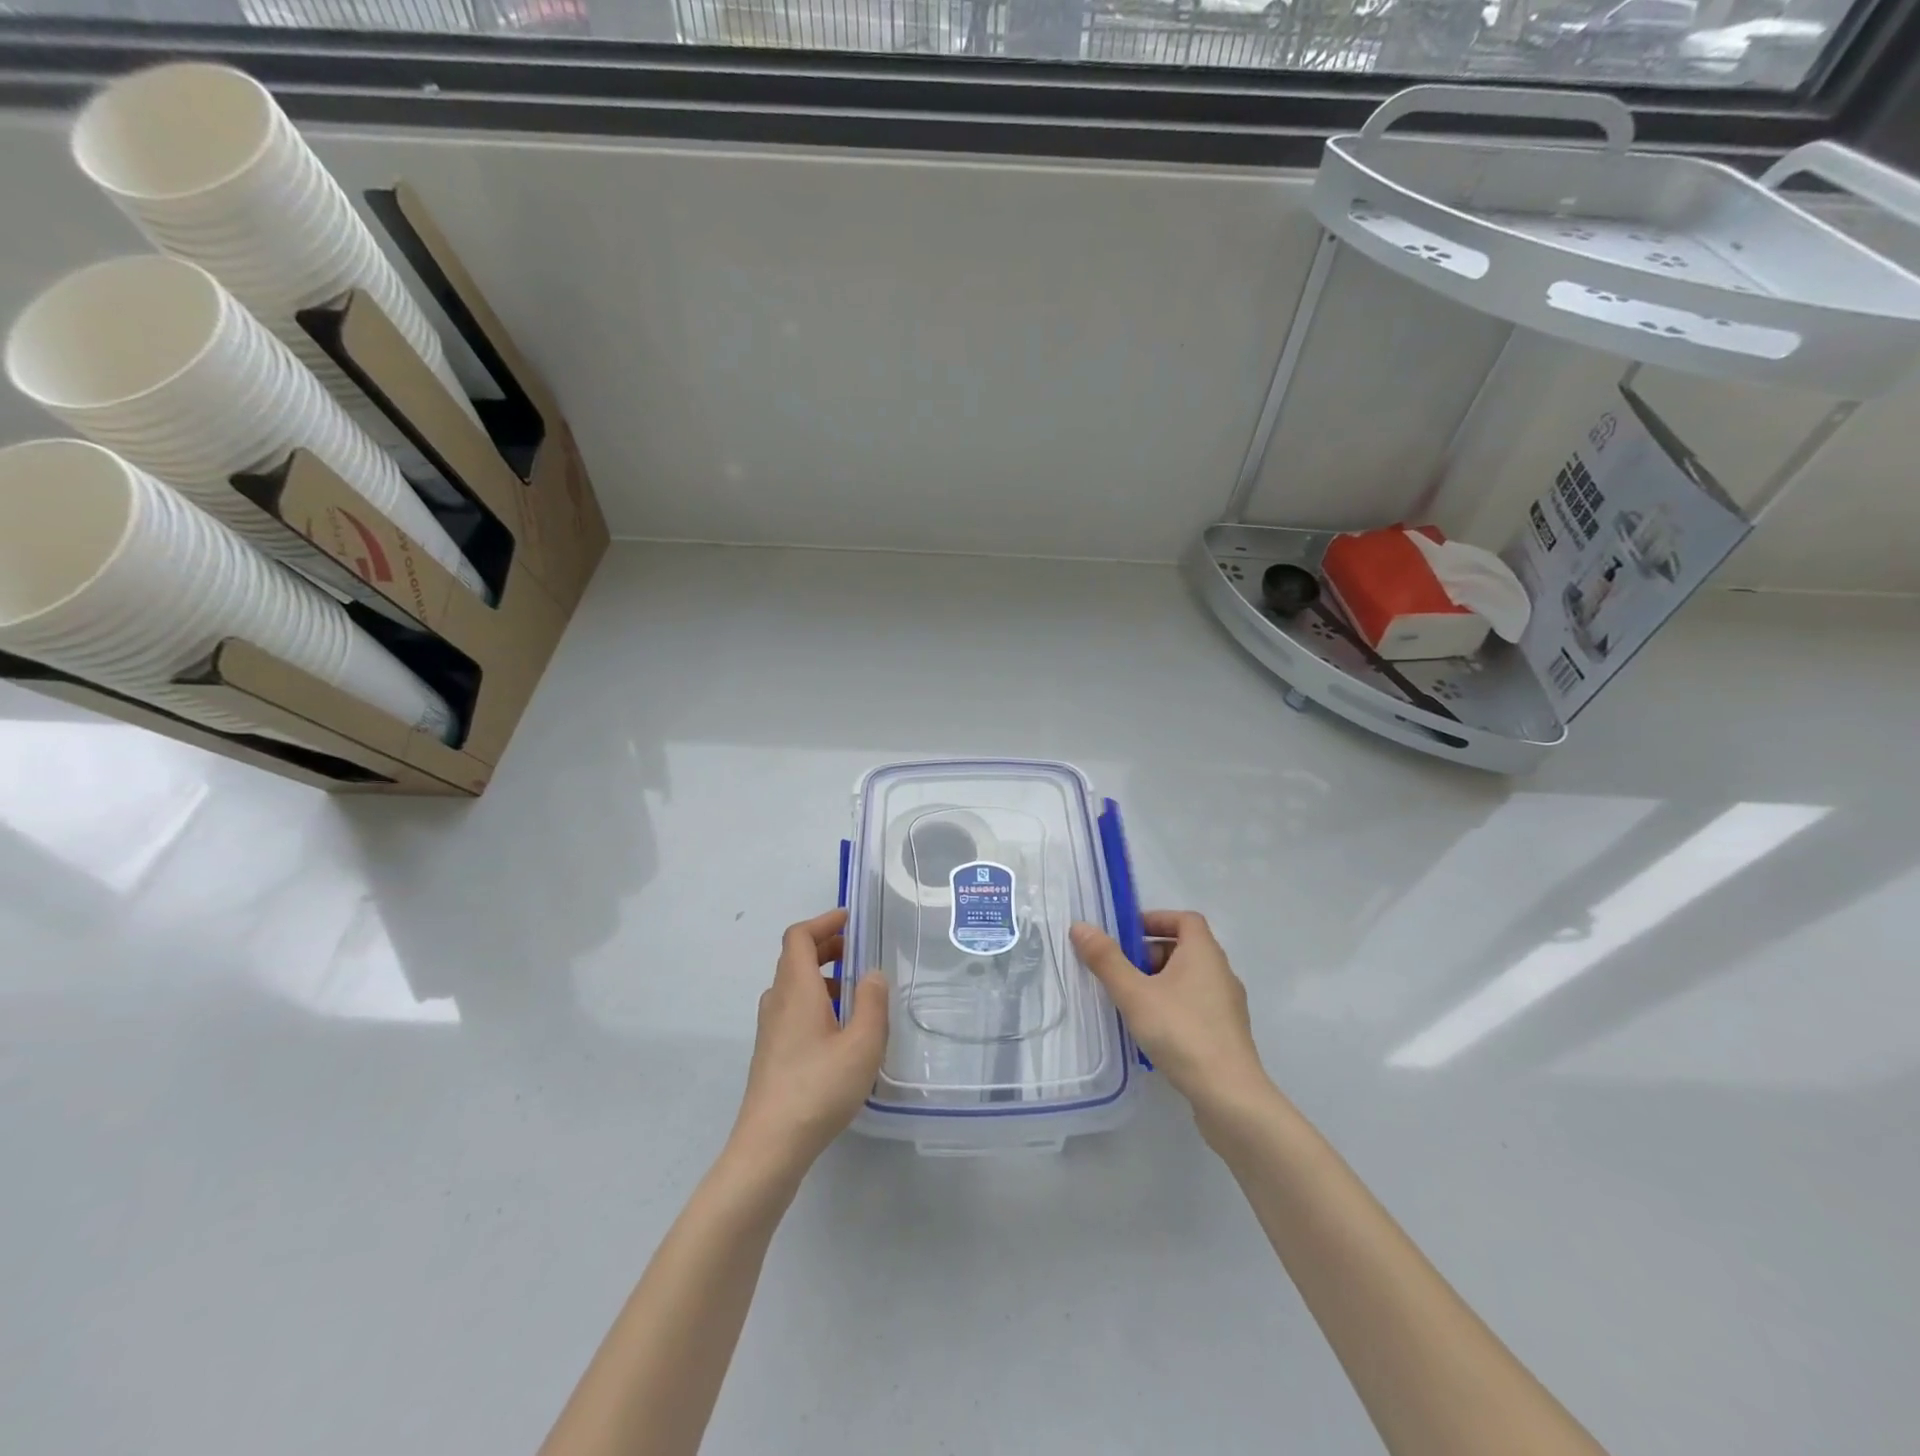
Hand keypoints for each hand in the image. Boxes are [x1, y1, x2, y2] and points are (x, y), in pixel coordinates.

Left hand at [727, 909, 888, 1185]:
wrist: (770, 1145)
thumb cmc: (819, 1087)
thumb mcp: (863, 1043)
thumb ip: (873, 1002)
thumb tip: (872, 973)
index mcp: (797, 989)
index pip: (798, 937)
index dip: (823, 922)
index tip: (850, 919)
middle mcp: (777, 1001)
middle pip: (795, 958)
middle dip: (826, 947)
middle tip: (858, 952)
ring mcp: (770, 1028)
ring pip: (793, 985)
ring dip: (821, 975)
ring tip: (854, 991)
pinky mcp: (770, 1052)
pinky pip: (792, 1008)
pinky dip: (814, 1000)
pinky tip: (838, 1029)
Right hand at [1070, 911, 1273, 1124]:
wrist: (1229, 1096)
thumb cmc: (1181, 1032)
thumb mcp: (1134, 994)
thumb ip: (1106, 960)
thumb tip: (1080, 926)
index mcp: (1204, 953)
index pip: (1185, 919)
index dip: (1156, 919)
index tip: (1127, 934)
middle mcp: (1221, 972)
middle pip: (1184, 948)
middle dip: (1149, 953)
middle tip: (1120, 971)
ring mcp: (1228, 1005)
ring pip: (1189, 979)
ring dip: (1159, 982)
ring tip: (1130, 1002)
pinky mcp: (1227, 1034)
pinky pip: (1195, 1006)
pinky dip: (1172, 1006)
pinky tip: (1152, 1031)